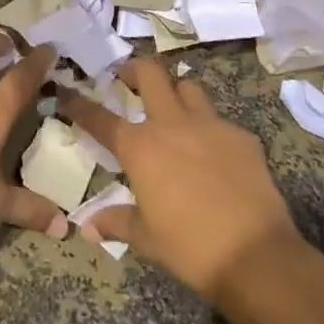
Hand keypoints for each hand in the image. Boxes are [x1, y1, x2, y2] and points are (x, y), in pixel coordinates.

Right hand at [60, 60, 303, 306]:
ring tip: (173, 109)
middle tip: (127, 78)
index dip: (80, 105)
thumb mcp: (147, 238)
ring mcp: (210, 125)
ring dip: (176, 92)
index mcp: (140, 148)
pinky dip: (210, 128)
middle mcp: (171, 125)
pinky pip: (220, 121)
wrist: (255, 255)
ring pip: (188, 87)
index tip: (67, 92)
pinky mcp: (241, 136)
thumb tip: (88, 226)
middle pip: (150, 74)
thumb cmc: (190, 248)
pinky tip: (214, 152)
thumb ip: (117, 222)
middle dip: (134, 69)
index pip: (101, 119)